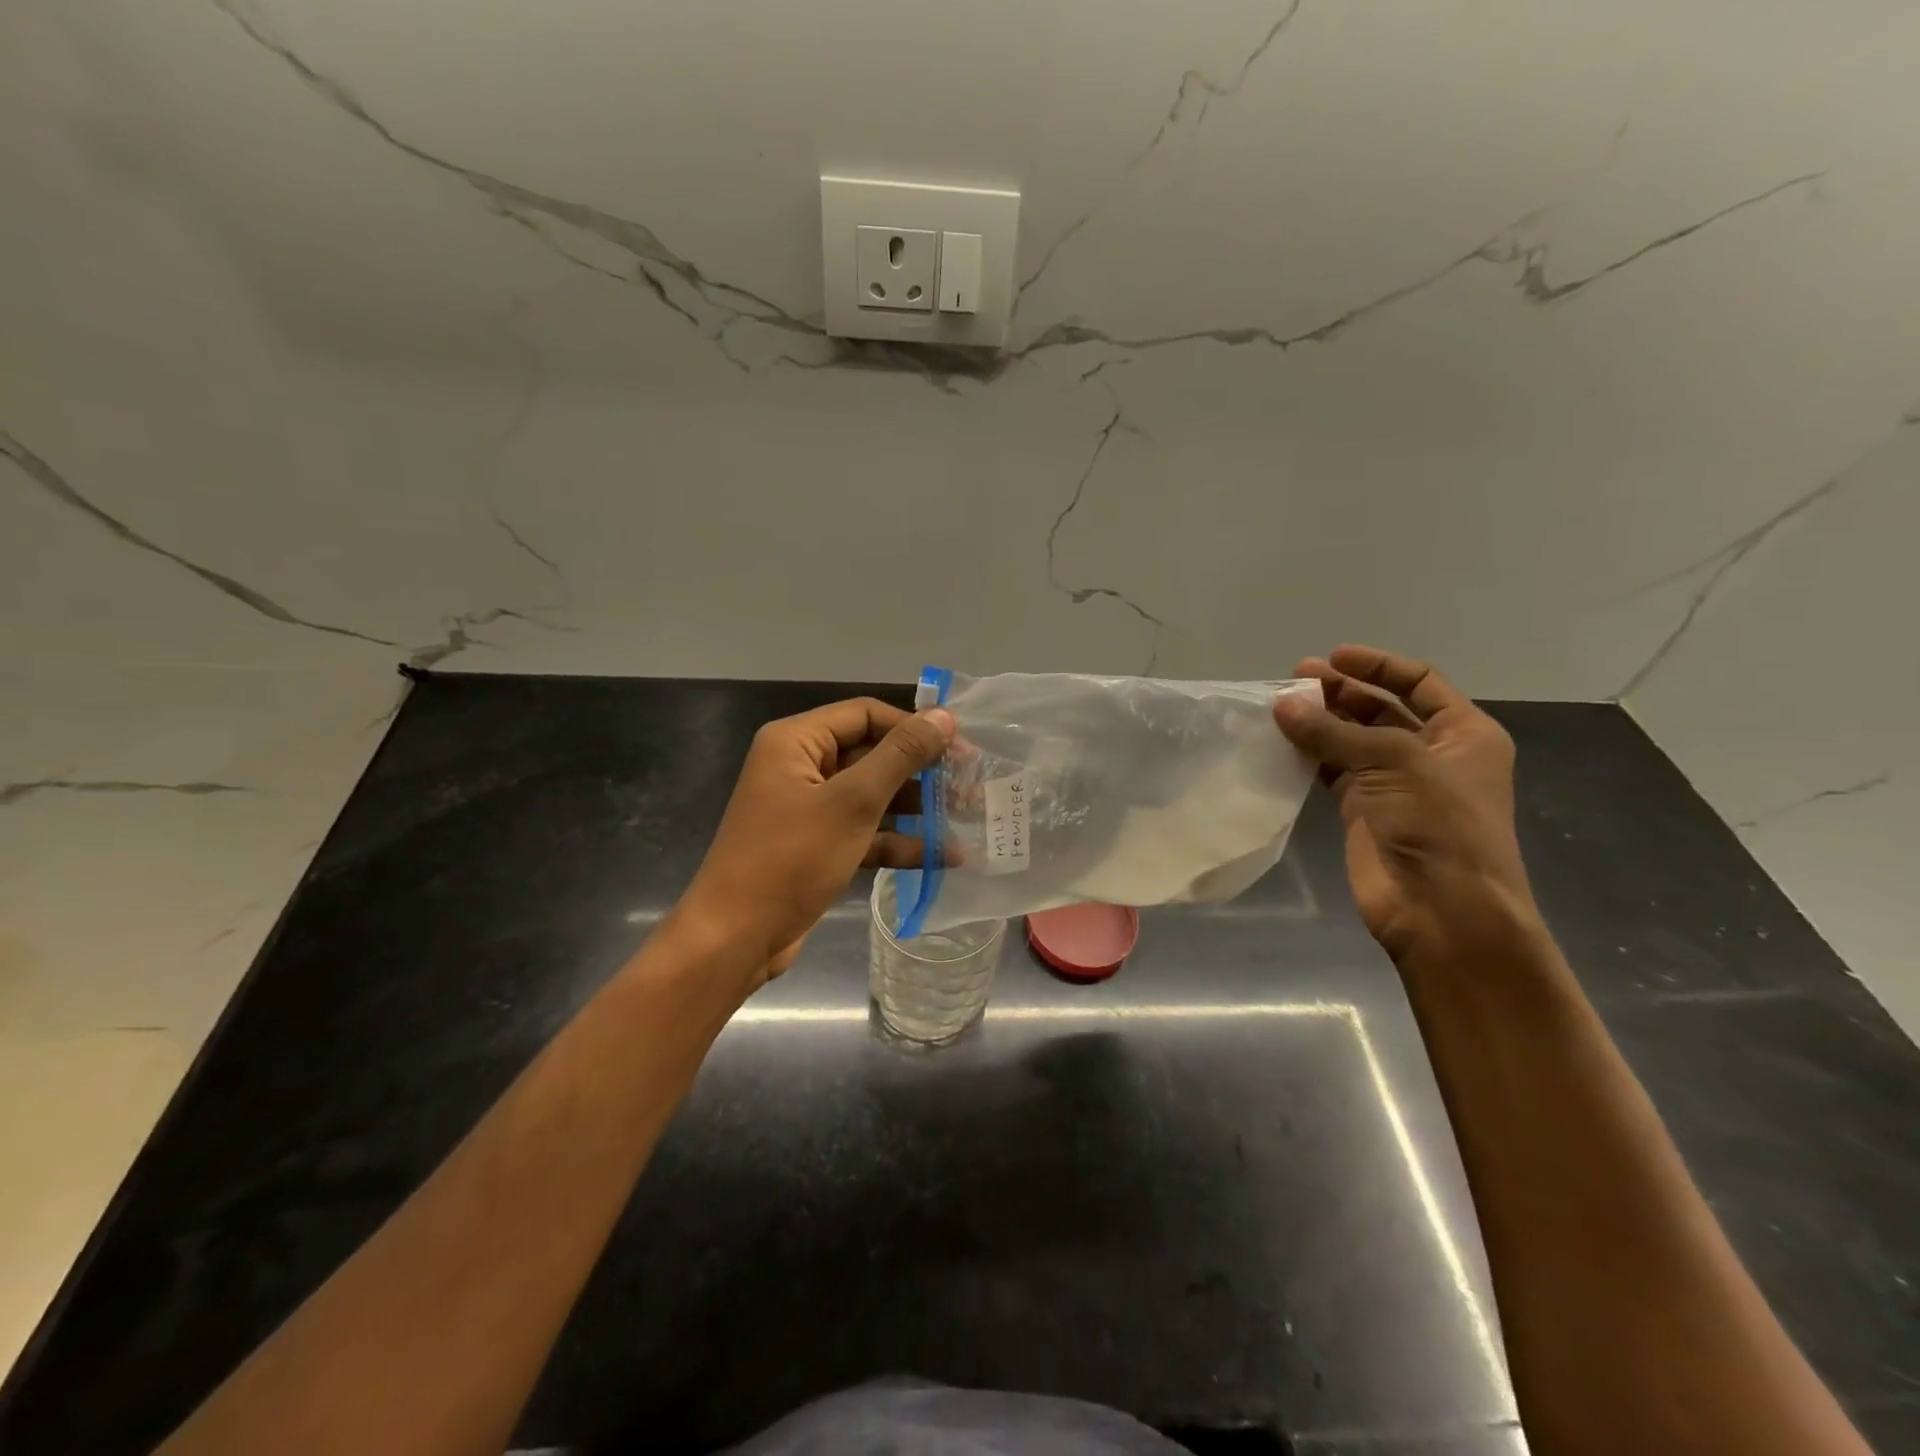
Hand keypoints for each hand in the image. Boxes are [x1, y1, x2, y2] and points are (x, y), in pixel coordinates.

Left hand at [677, 697, 955, 989]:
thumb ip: (901, 755)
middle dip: (921, 771)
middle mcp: (801, 767)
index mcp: (797, 742)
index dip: (914, 727)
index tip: (960, 748)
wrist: (736, 938)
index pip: (866, 715)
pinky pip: (864, 831)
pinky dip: (898, 841)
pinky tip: (944, 857)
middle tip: (969, 785)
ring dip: (917, 807)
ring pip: (872, 795)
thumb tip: (944, 717)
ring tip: (966, 817)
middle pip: (872, 754)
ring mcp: (809, 808)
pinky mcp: (817, 845)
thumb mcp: (853, 802)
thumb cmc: (792, 858)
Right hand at [1273, 646, 1538, 965]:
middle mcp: (1431, 754)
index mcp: (1463, 734)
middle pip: (1381, 709)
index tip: (1332, 657)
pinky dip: (1309, 756)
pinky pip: (1332, 771)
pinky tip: (1282, 742)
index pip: (1419, 683)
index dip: (1377, 666)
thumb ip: (1333, 732)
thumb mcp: (1394, 763)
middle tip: (1294, 679)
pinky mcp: (1364, 810)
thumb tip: (1280, 706)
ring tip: (1280, 707)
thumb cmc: (1439, 825)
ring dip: (1321, 722)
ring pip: (1352, 740)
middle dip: (1340, 692)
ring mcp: (1396, 784)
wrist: (1442, 909)